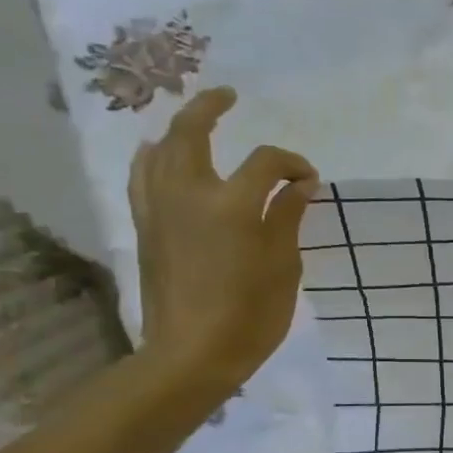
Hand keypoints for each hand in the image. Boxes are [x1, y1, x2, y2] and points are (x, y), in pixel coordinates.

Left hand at [128, 87, 319, 395]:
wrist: (191, 355)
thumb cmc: (251, 316)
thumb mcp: (283, 266)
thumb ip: (288, 217)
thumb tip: (301, 184)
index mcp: (233, 205)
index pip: (266, 163)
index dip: (292, 164)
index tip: (310, 180)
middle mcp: (189, 195)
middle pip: (192, 133)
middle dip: (211, 108)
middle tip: (229, 97)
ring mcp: (160, 209)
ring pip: (160, 150)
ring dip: (177, 128)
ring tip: (194, 121)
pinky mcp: (145, 228)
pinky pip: (143, 177)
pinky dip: (153, 157)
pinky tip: (159, 155)